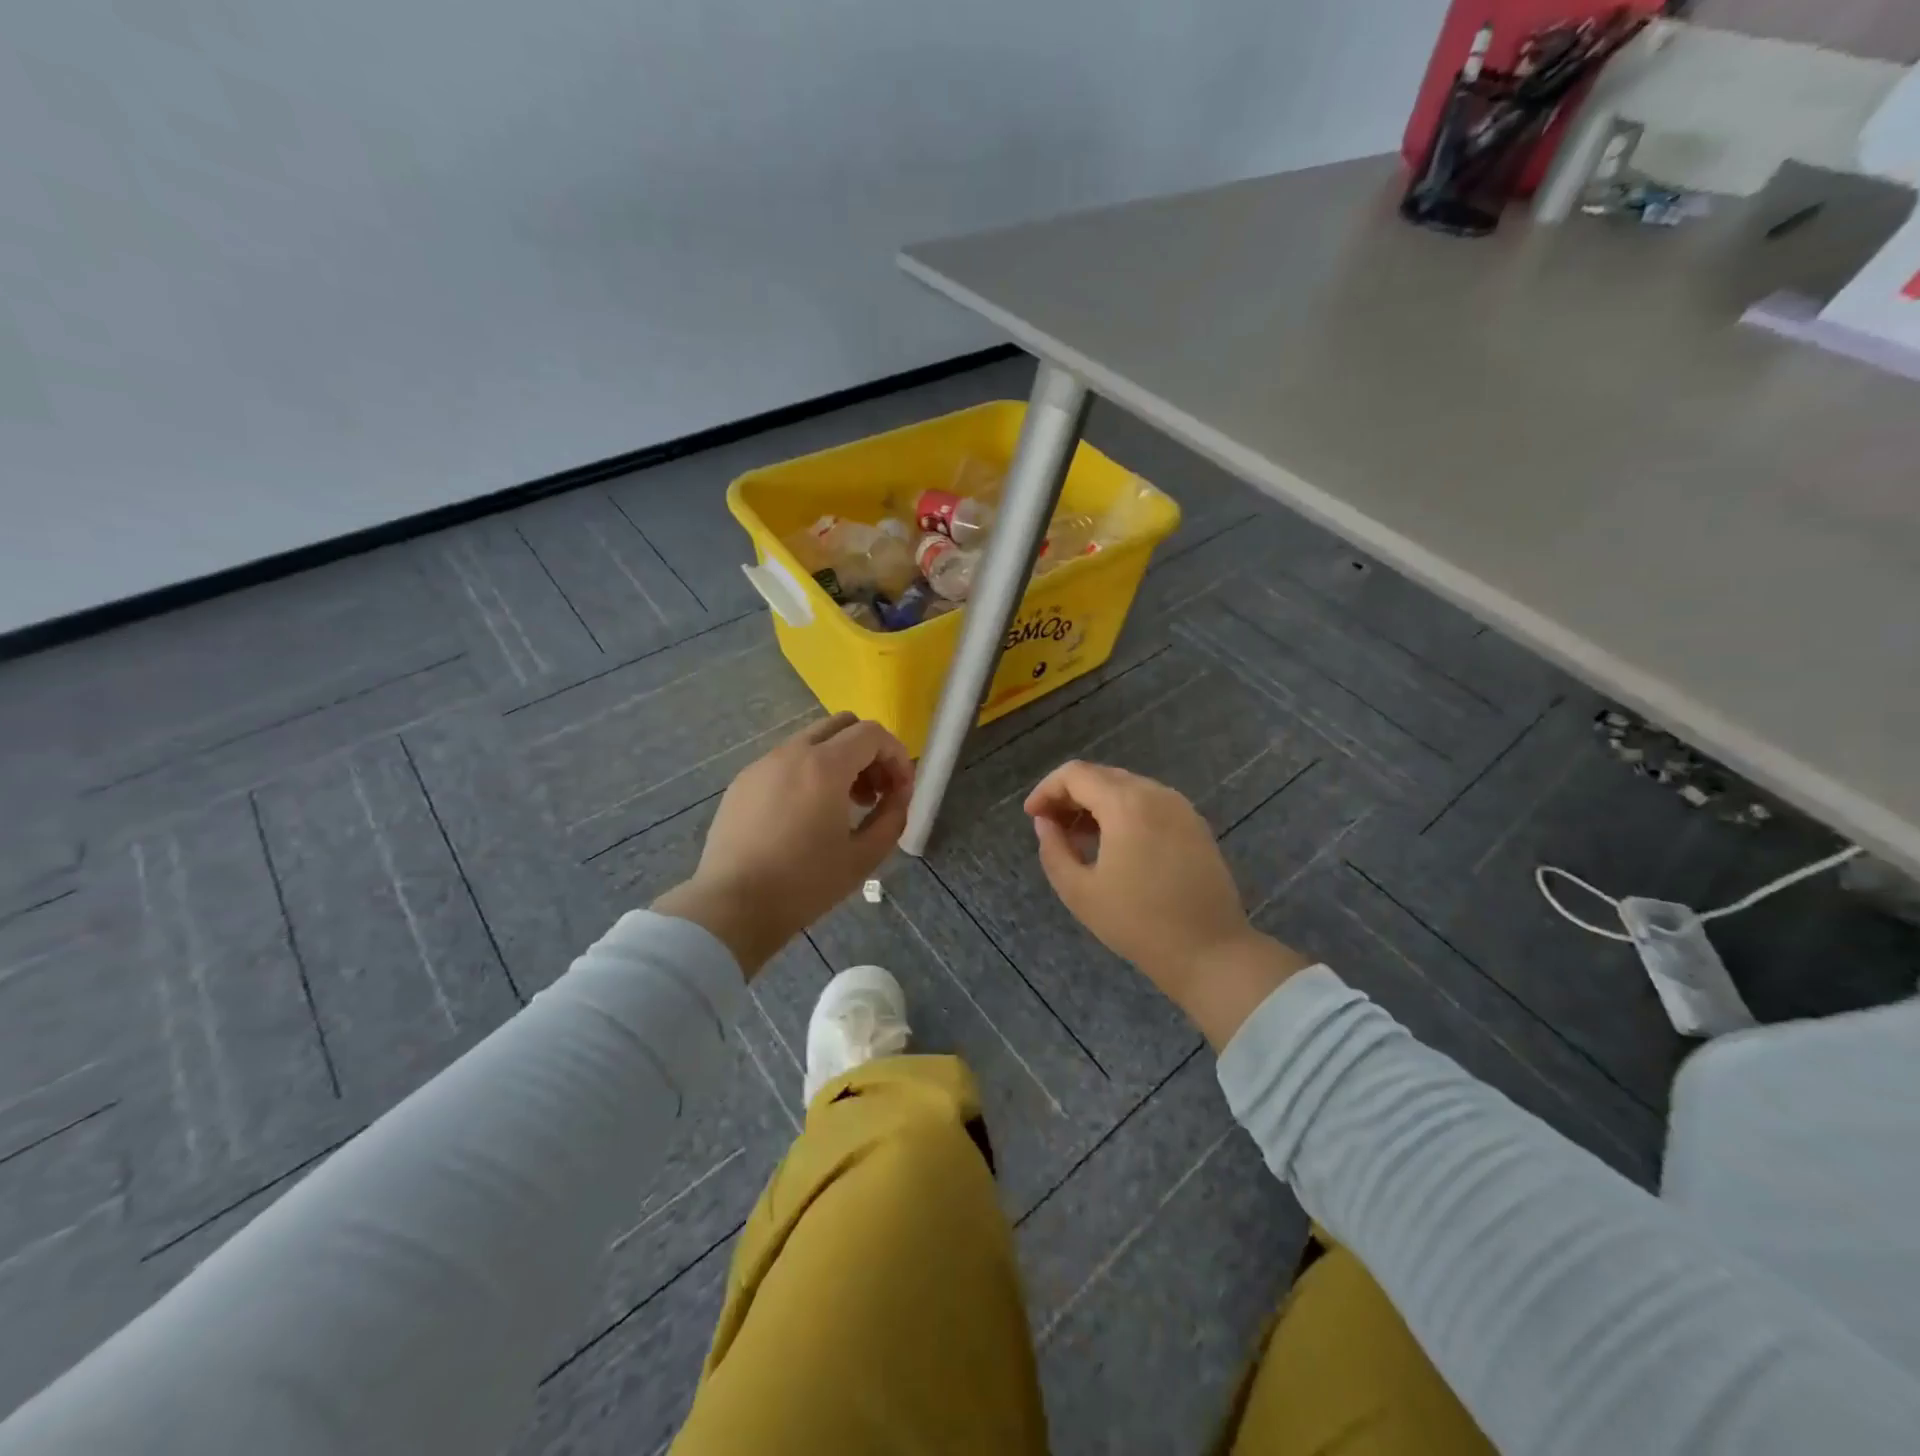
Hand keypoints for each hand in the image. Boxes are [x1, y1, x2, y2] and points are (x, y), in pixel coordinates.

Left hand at [653, 713, 912, 974]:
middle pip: (842, 725)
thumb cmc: (805, 883)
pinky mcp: (742, 782)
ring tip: (843, 806)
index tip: (900, 791)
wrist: (733, 906)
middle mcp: (792, 752)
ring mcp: (762, 764)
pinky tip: (805, 816)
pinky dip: (808, 773)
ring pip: (812, 741)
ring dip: (838, 761)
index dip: (896, 756)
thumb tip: (898, 795)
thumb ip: (892, 817)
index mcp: (825, 766)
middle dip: (868, 752)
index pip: (872, 734)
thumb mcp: (864, 856)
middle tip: (875, 792)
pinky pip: (785, 761)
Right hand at [1025, 761, 1311, 1047]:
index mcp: (1126, 804)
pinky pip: (1149, 802)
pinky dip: (1123, 811)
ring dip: (1096, 803)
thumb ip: (1054, 849)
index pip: (1075, 774)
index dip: (1047, 790)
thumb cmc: (1138, 923)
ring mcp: (1180, 807)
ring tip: (1078, 837)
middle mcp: (1155, 793)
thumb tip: (1045, 822)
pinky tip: (1113, 843)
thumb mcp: (1080, 891)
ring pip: (1126, 787)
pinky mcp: (1194, 824)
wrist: (1210, 951)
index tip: (1031, 816)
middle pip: (1101, 776)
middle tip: (1050, 825)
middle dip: (1070, 794)